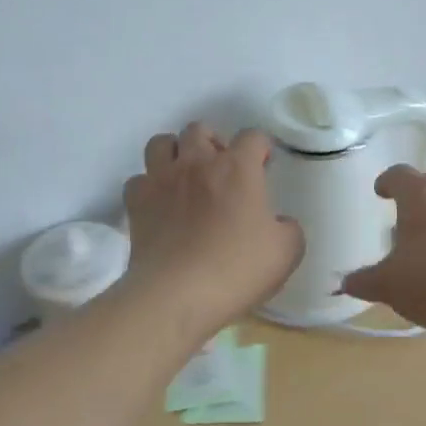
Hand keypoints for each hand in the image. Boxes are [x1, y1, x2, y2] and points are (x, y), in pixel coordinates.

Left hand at [122, 123, 304, 340]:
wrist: (176, 296)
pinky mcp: (136, 203)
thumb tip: (279, 222)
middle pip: (200, 129)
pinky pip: (139, 180)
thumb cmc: (236, 270)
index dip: (261, 147)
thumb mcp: (287, 252)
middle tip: (222, 170)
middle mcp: (197, 163)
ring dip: (176, 153)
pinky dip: (149, 187)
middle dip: (214, 143)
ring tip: (186, 177)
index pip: (252, 136)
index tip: (264, 166)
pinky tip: (160, 205)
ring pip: (162, 143)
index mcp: (237, 168)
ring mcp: (161, 180)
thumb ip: (289, 228)